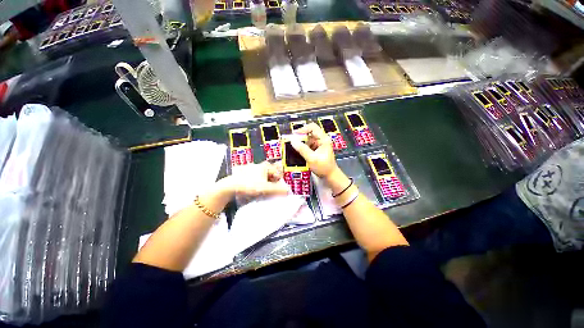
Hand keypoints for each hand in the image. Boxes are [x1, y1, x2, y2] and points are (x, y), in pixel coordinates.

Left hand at [222, 161, 289, 197]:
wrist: (230, 186)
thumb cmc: (249, 185)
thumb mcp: (266, 188)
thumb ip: (278, 190)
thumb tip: (288, 191)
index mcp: (265, 167)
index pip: (277, 172)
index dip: (279, 181)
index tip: (277, 188)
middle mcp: (258, 166)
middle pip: (270, 173)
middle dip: (271, 181)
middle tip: (270, 189)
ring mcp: (250, 169)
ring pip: (262, 175)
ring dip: (264, 182)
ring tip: (262, 190)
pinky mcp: (244, 173)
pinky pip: (254, 177)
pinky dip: (256, 182)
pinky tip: (253, 188)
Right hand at [291, 123, 338, 178]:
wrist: (330, 177)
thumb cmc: (323, 167)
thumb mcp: (312, 158)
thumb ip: (302, 149)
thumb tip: (292, 140)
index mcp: (323, 139)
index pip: (312, 127)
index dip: (303, 129)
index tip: (294, 135)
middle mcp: (321, 140)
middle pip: (309, 134)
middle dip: (300, 138)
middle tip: (292, 143)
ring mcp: (319, 146)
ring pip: (307, 141)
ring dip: (300, 144)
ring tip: (293, 148)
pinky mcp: (316, 151)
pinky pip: (307, 146)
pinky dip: (302, 148)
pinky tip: (298, 152)